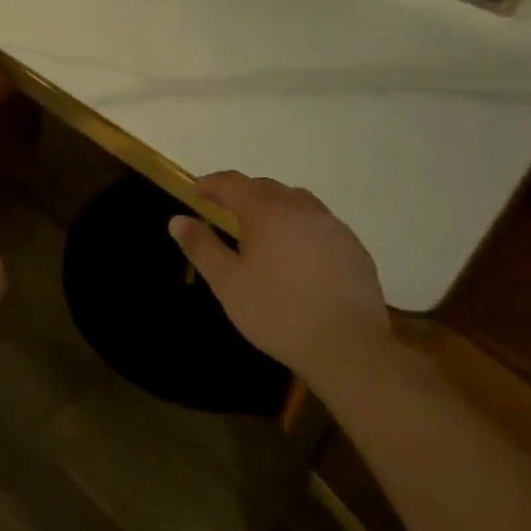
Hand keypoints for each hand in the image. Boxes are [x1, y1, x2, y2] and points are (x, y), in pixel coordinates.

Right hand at [168, 172, 389, 379]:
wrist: (349, 348)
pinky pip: (319, 223)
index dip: (210, 184)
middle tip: (225, 211)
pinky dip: (300, 227)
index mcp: (266, 211)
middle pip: (265, 187)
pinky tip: (298, 254)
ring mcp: (332, 225)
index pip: (232, 183)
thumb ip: (201, 246)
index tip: (195, 192)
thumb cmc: (278, 313)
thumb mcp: (227, 283)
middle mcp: (300, 208)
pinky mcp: (353, 247)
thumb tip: (177, 219)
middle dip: (242, 194)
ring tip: (262, 229)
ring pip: (296, 202)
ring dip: (274, 207)